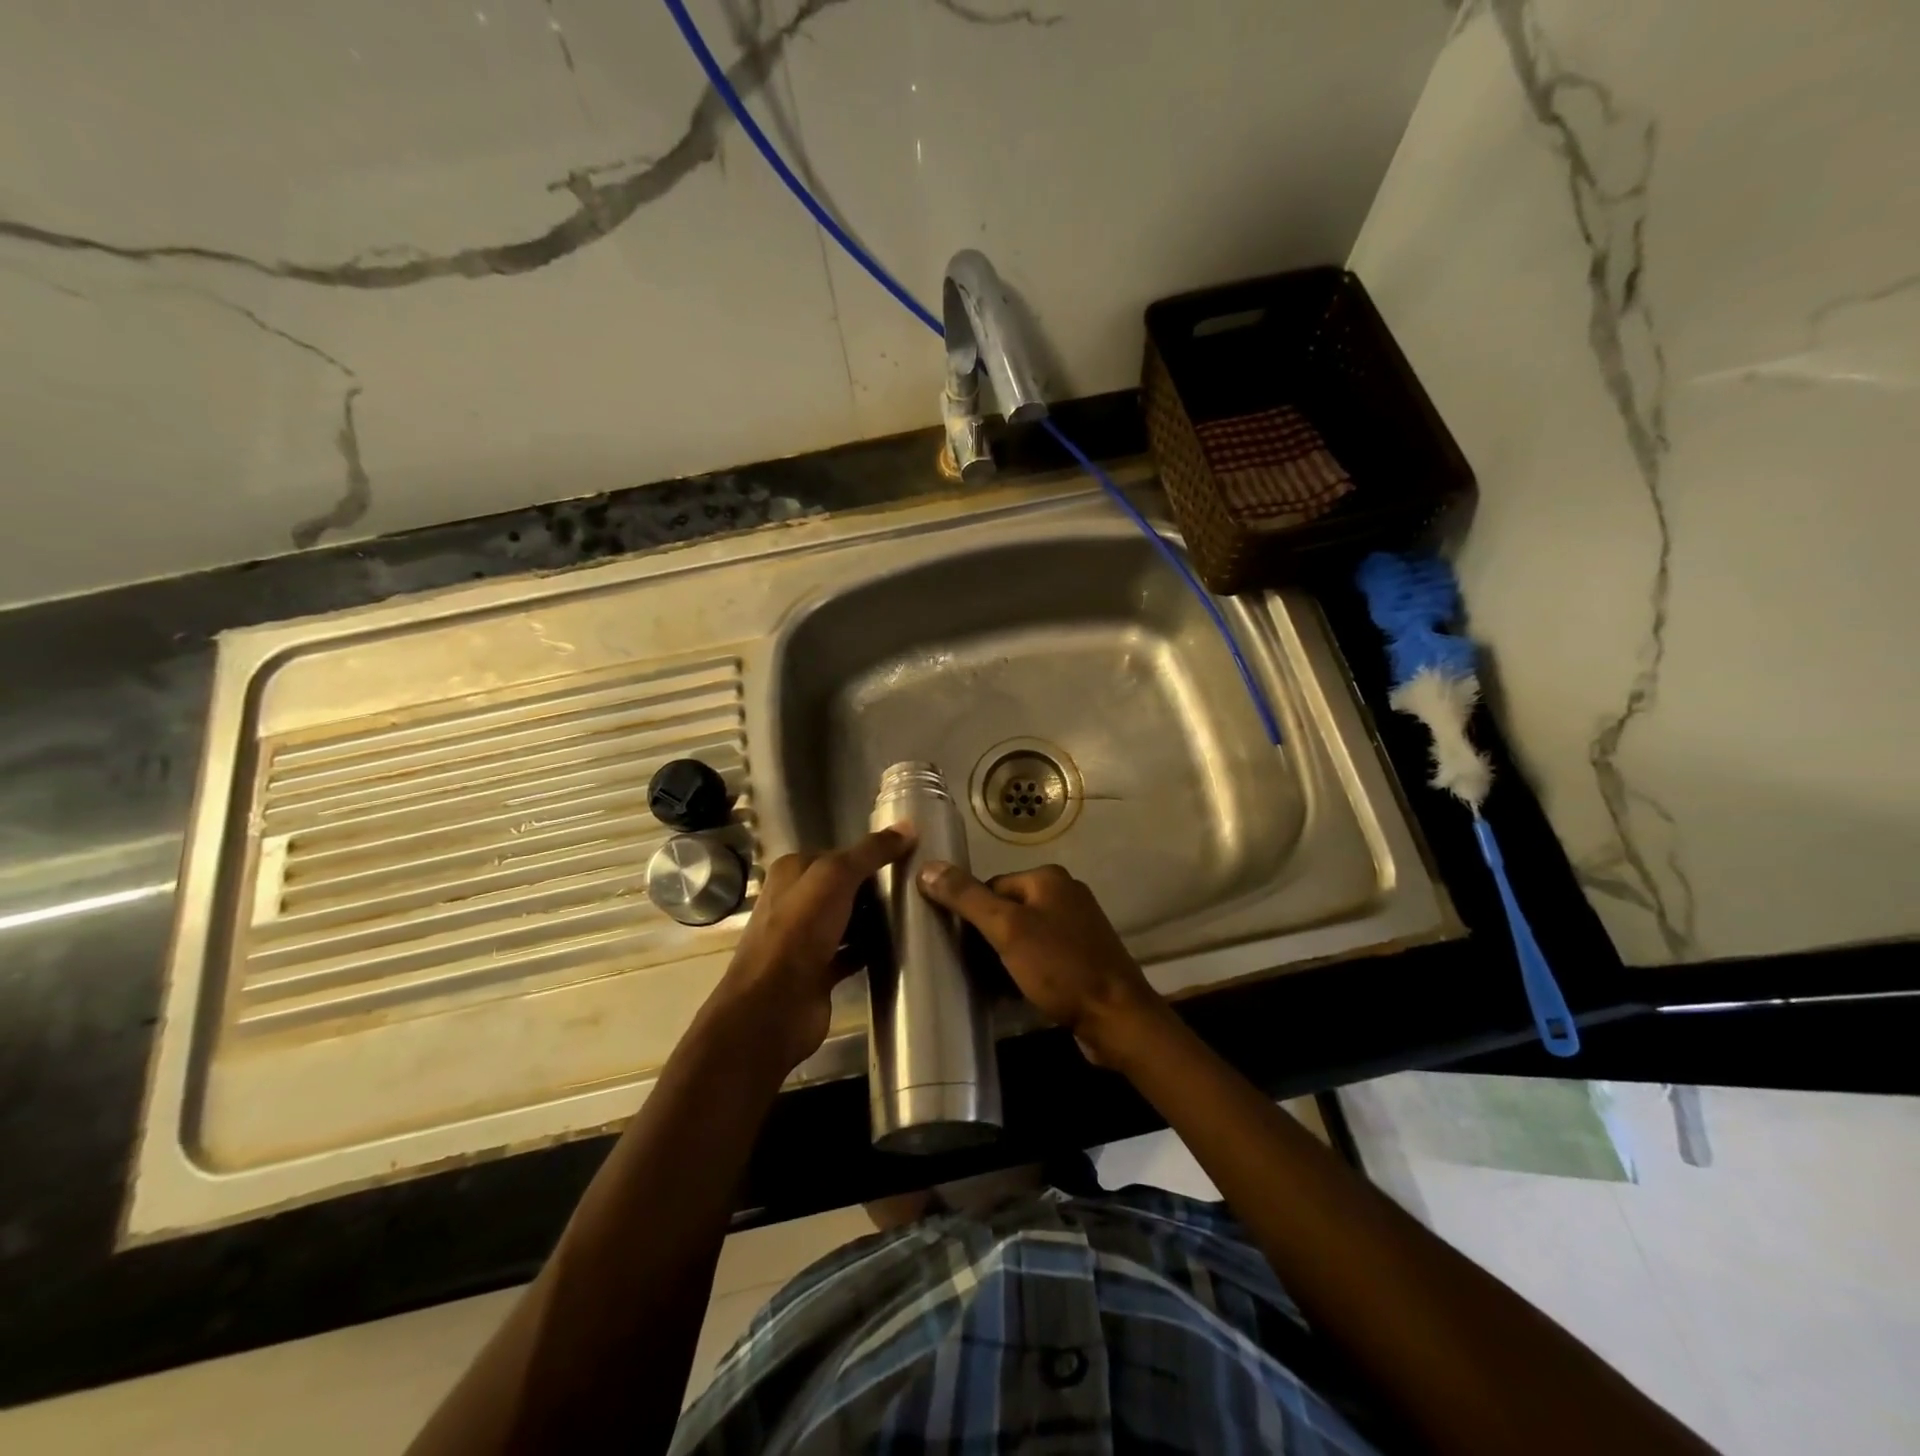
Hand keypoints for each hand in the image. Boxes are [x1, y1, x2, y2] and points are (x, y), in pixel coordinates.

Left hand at [707, 826, 913, 1074]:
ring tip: (915, 915)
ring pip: (848, 920)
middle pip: (844, 887)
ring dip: (875, 920)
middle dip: (876, 888)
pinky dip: (871, 950)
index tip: (909, 858)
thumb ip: (871, 852)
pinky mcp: (818, 971)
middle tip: (918, 888)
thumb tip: (909, 826)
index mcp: (792, 872)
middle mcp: (795, 901)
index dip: (871, 855)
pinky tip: (899, 948)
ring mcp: (805, 939)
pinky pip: (851, 952)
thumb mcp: (836, 877)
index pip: (839, 854)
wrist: (773, 1008)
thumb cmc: (799, 932)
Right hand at [916, 861, 1167, 1066]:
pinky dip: (1024, 969)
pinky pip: (1041, 955)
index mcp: (1048, 878)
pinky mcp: (1083, 956)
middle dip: (986, 937)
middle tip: (968, 967)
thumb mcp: (1007, 930)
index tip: (956, 945)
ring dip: (1003, 956)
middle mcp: (1065, 894)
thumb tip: (927, 867)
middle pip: (1006, 909)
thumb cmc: (1060, 968)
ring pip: (1023, 935)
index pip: (990, 885)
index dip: (970, 914)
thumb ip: (967, 898)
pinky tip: (1012, 992)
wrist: (1118, 1018)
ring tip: (986, 983)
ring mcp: (1077, 927)